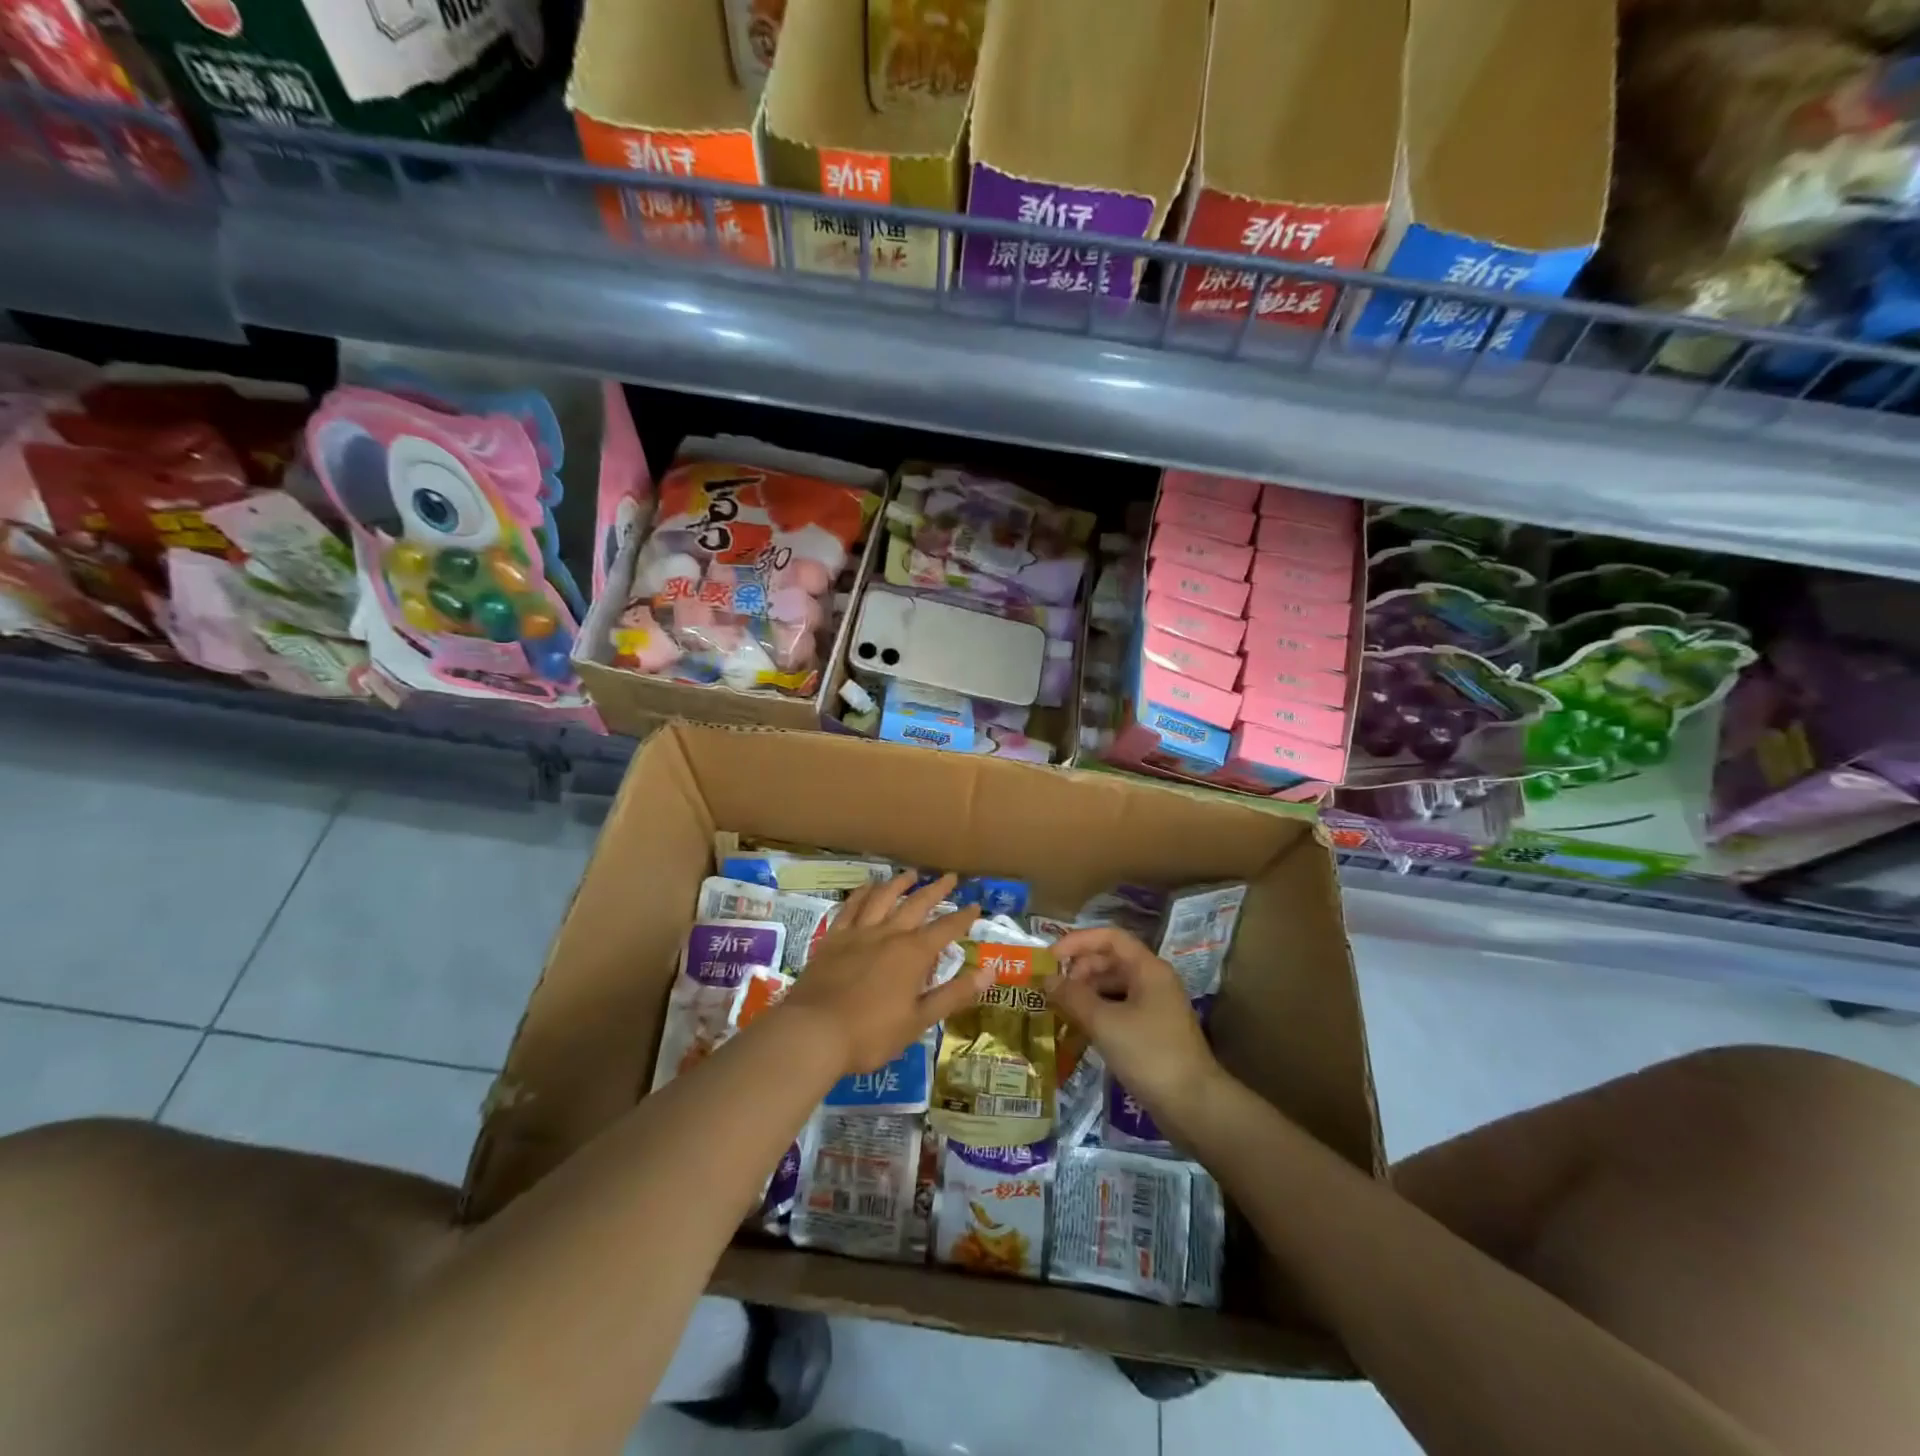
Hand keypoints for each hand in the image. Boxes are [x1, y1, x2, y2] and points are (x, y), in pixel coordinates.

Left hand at [776, 872, 986, 1077]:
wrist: (813, 1032)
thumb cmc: (871, 1034)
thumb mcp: (919, 1020)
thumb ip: (954, 994)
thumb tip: (990, 972)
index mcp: (913, 954)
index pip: (946, 929)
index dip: (963, 917)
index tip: (975, 905)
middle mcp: (888, 934)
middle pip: (916, 904)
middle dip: (936, 890)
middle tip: (950, 877)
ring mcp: (858, 933)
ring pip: (883, 898)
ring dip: (899, 884)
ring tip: (911, 874)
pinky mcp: (833, 938)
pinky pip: (851, 907)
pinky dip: (862, 894)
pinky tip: (867, 887)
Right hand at [1045, 927, 1225, 1142]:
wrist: (1193, 1105)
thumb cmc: (1149, 1054)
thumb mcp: (1105, 1023)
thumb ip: (1073, 997)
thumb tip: (1047, 979)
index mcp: (1148, 969)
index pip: (1110, 937)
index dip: (1079, 941)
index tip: (1051, 957)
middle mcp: (1153, 981)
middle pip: (1111, 961)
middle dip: (1079, 969)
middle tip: (1052, 988)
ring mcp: (1154, 1007)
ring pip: (1113, 987)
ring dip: (1085, 993)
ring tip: (1058, 1008)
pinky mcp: (1152, 1032)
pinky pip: (1119, 1010)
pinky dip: (1097, 1013)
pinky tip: (1077, 1028)